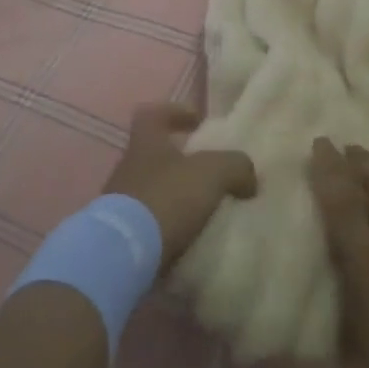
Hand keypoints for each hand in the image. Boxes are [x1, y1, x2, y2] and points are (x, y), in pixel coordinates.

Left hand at [105, 104, 256, 270]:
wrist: (124, 254)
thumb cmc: (167, 198)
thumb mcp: (212, 172)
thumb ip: (235, 166)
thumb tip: (248, 178)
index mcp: (145, 144)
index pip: (153, 114)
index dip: (176, 112)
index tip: (199, 122)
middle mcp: (128, 168)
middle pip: (155, 155)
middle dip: (183, 164)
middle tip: (213, 175)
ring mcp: (120, 203)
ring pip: (154, 191)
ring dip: (177, 198)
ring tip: (207, 213)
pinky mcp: (121, 235)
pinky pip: (150, 224)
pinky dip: (169, 228)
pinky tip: (192, 239)